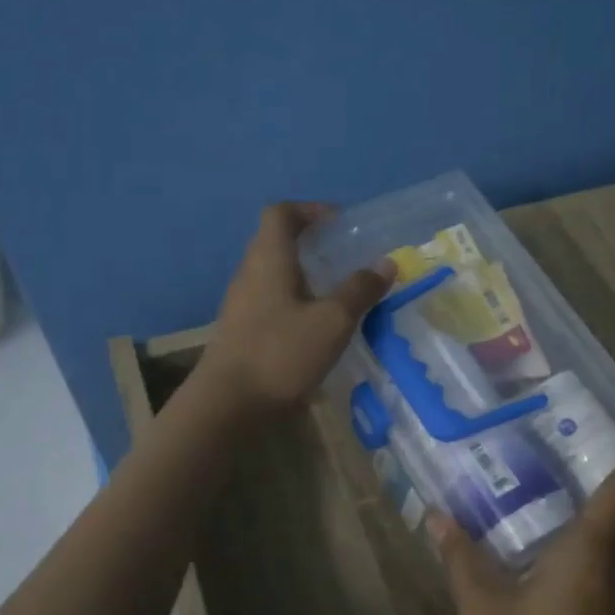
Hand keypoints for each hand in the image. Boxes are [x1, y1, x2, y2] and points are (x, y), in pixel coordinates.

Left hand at [198, 202, 395, 417]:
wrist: (228, 405)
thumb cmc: (281, 354)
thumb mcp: (332, 322)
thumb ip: (359, 290)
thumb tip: (386, 263)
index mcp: (269, 259)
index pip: (281, 213)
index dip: (310, 210)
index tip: (340, 224)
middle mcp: (249, 273)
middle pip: (276, 241)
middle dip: (312, 243)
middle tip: (346, 258)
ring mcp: (241, 304)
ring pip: (274, 274)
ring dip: (304, 275)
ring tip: (337, 293)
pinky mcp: (241, 331)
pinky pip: (270, 301)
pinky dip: (295, 302)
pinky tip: (316, 327)